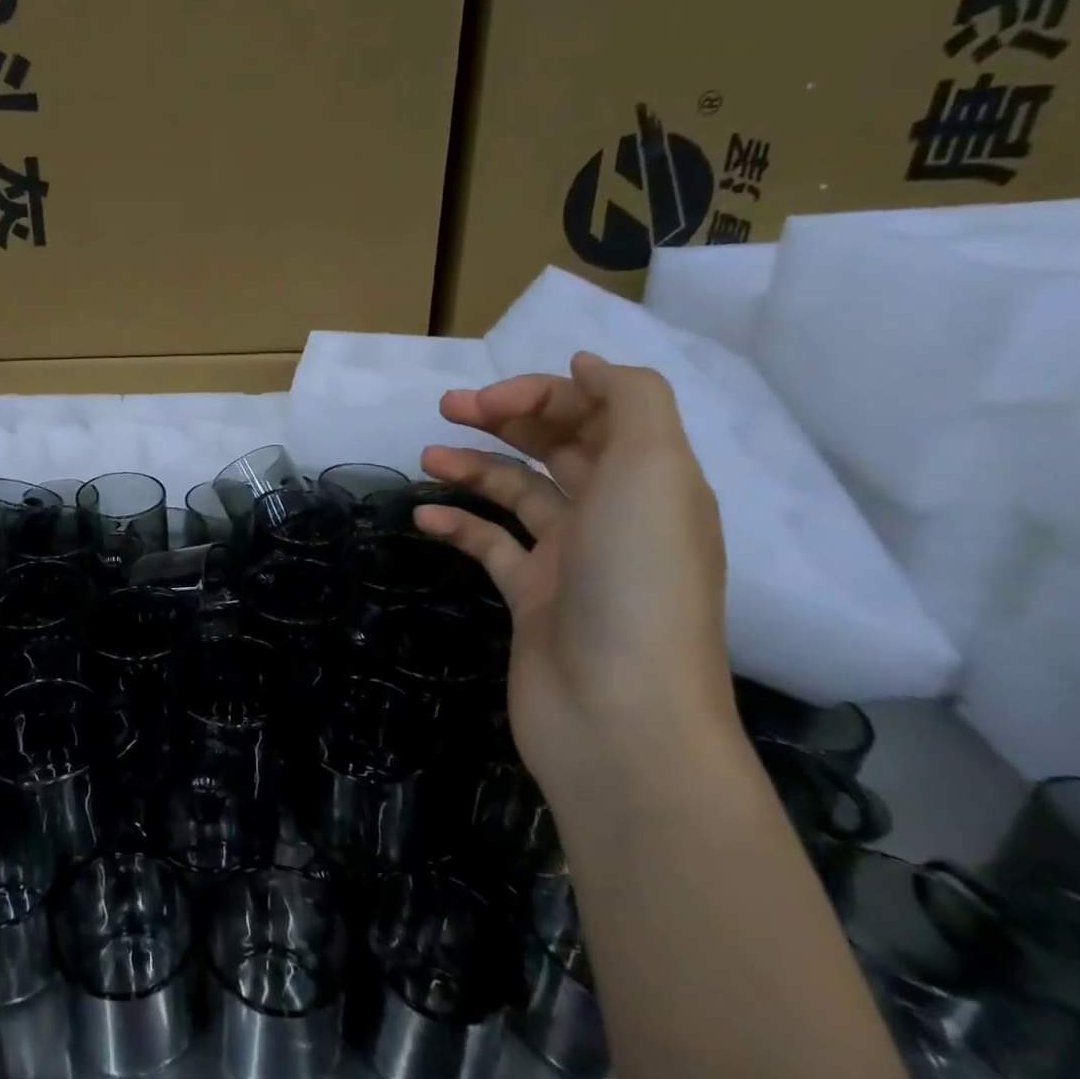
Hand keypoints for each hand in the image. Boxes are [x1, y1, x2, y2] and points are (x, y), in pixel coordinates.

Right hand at [414, 353, 737, 805]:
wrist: (619, 715)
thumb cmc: (637, 583)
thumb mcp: (655, 472)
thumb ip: (631, 401)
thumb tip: (588, 363)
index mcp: (650, 481)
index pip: (596, 412)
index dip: (543, 393)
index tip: (487, 400)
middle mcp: (614, 514)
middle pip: (557, 445)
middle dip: (505, 418)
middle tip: (448, 407)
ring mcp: (571, 559)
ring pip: (517, 493)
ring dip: (473, 467)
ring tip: (426, 455)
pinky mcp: (532, 598)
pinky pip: (491, 546)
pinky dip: (458, 525)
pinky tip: (424, 516)